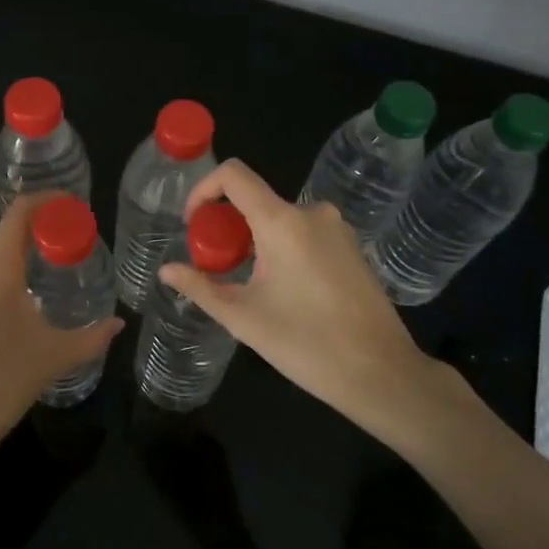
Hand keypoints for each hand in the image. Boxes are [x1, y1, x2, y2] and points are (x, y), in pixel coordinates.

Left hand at [0, 193, 121, 470]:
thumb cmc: (2, 383)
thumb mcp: (54, 358)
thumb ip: (92, 336)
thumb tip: (118, 323)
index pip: (19, 214)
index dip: (43, 201)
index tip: (64, 205)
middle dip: (25, 240)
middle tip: (50, 257)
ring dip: (0, 269)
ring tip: (21, 295)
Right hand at [156, 160, 463, 446]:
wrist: (382, 373)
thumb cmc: (307, 344)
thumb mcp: (244, 318)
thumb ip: (201, 287)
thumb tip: (167, 270)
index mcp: (282, 221)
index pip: (234, 175)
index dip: (204, 189)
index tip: (193, 224)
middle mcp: (311, 213)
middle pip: (255, 200)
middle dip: (227, 226)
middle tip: (216, 267)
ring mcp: (337, 228)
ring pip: (279, 219)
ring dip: (255, 241)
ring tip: (248, 285)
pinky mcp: (351, 247)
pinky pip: (304, 233)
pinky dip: (282, 248)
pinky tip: (284, 291)